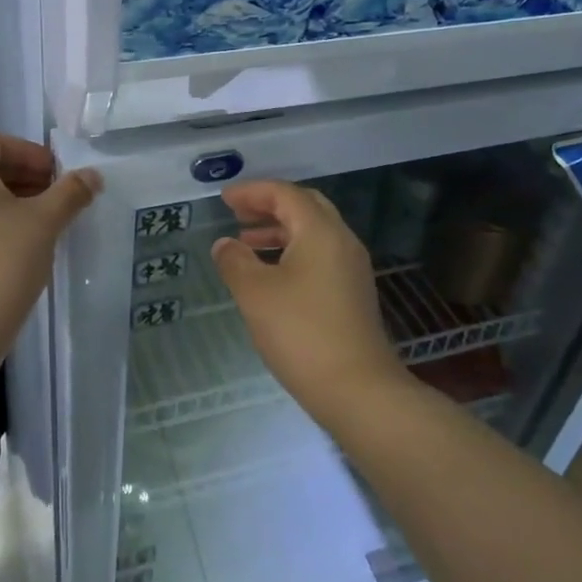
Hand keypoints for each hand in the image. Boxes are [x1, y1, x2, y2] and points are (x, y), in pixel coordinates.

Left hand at [0, 132, 100, 354]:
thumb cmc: (3, 263)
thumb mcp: (44, 223)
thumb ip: (70, 193)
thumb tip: (93, 175)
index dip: (26, 150)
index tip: (55, 172)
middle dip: (23, 176)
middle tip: (57, 196)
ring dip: (11, 202)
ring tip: (44, 223)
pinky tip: (21, 249)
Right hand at [211, 181, 409, 421]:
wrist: (358, 389)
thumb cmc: (301, 333)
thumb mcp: (255, 293)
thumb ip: (235, 261)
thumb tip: (224, 244)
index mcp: (321, 232)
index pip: (285, 194)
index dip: (252, 192)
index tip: (225, 199)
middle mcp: (342, 242)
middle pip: (305, 207)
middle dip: (269, 206)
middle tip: (238, 214)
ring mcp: (351, 269)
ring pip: (313, 233)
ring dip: (279, 231)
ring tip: (245, 243)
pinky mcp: (352, 294)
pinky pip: (319, 256)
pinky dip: (292, 252)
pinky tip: (270, 274)